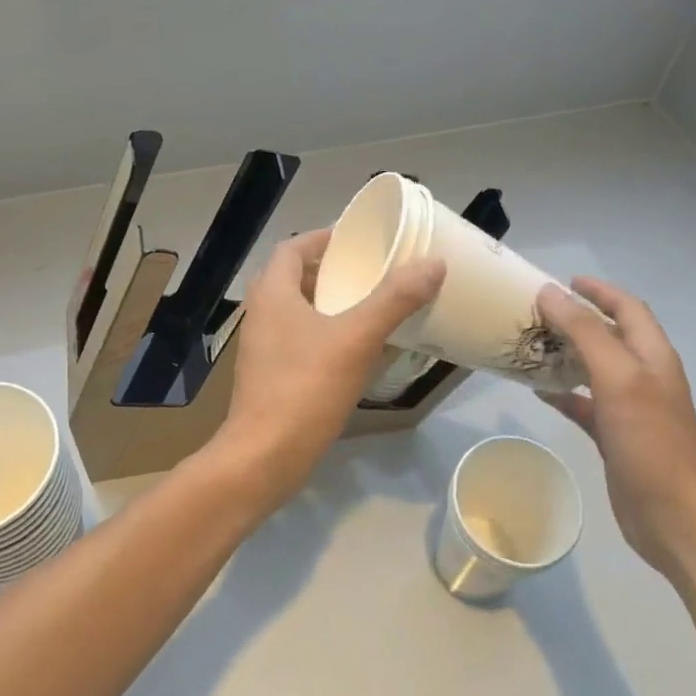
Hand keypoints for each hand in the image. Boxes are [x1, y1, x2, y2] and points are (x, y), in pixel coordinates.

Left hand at [212, 228, 444, 509]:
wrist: (264, 457)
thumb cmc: (305, 388)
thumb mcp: (356, 339)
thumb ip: (394, 300)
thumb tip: (432, 263)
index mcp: (273, 292)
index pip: (293, 247)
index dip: (323, 237)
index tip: (358, 239)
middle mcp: (262, 313)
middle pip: (295, 276)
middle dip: (331, 269)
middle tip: (371, 270)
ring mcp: (263, 346)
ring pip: (298, 310)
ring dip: (330, 302)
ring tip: (370, 304)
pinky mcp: (270, 375)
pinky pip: (300, 339)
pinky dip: (326, 332)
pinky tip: (356, 348)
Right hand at [537, 277, 695, 577]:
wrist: (676, 517)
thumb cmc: (651, 440)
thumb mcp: (618, 377)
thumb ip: (585, 332)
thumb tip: (550, 292)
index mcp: (652, 356)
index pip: (627, 308)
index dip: (599, 290)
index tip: (564, 280)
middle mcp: (644, 377)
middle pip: (608, 336)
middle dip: (575, 320)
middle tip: (535, 313)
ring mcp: (631, 409)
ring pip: (594, 369)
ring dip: (565, 354)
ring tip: (529, 346)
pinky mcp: (616, 437)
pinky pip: (584, 404)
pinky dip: (563, 394)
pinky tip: (537, 392)